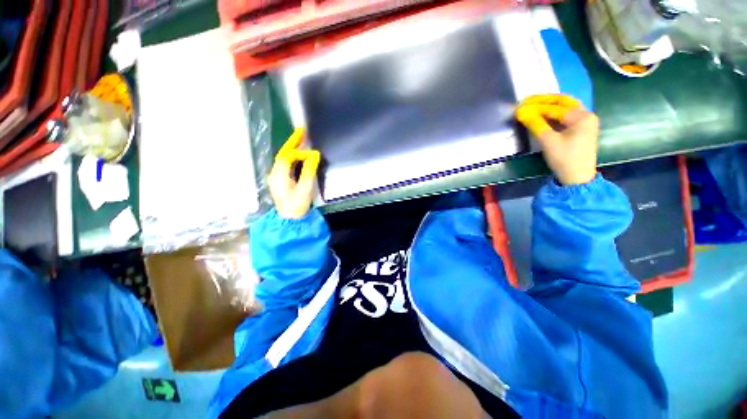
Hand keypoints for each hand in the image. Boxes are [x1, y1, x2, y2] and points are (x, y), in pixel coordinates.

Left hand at [268, 128, 320, 218]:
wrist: (290, 219)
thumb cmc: (297, 205)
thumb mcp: (305, 188)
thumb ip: (309, 171)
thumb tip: (314, 155)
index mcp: (279, 175)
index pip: (287, 156)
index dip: (299, 151)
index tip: (311, 152)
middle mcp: (274, 173)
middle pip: (283, 154)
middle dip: (292, 143)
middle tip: (302, 132)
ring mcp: (276, 177)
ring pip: (283, 159)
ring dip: (292, 149)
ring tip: (301, 140)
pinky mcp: (280, 180)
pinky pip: (285, 164)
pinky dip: (292, 157)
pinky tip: (299, 155)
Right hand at [516, 94, 598, 185]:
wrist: (577, 178)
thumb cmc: (565, 159)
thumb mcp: (549, 142)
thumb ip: (536, 124)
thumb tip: (521, 112)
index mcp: (582, 116)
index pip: (555, 107)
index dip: (536, 106)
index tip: (520, 107)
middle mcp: (586, 115)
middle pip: (563, 102)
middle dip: (543, 101)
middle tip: (526, 102)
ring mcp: (584, 122)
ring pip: (564, 108)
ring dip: (548, 106)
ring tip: (532, 106)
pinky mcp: (579, 129)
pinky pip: (565, 116)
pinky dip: (552, 114)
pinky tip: (542, 115)